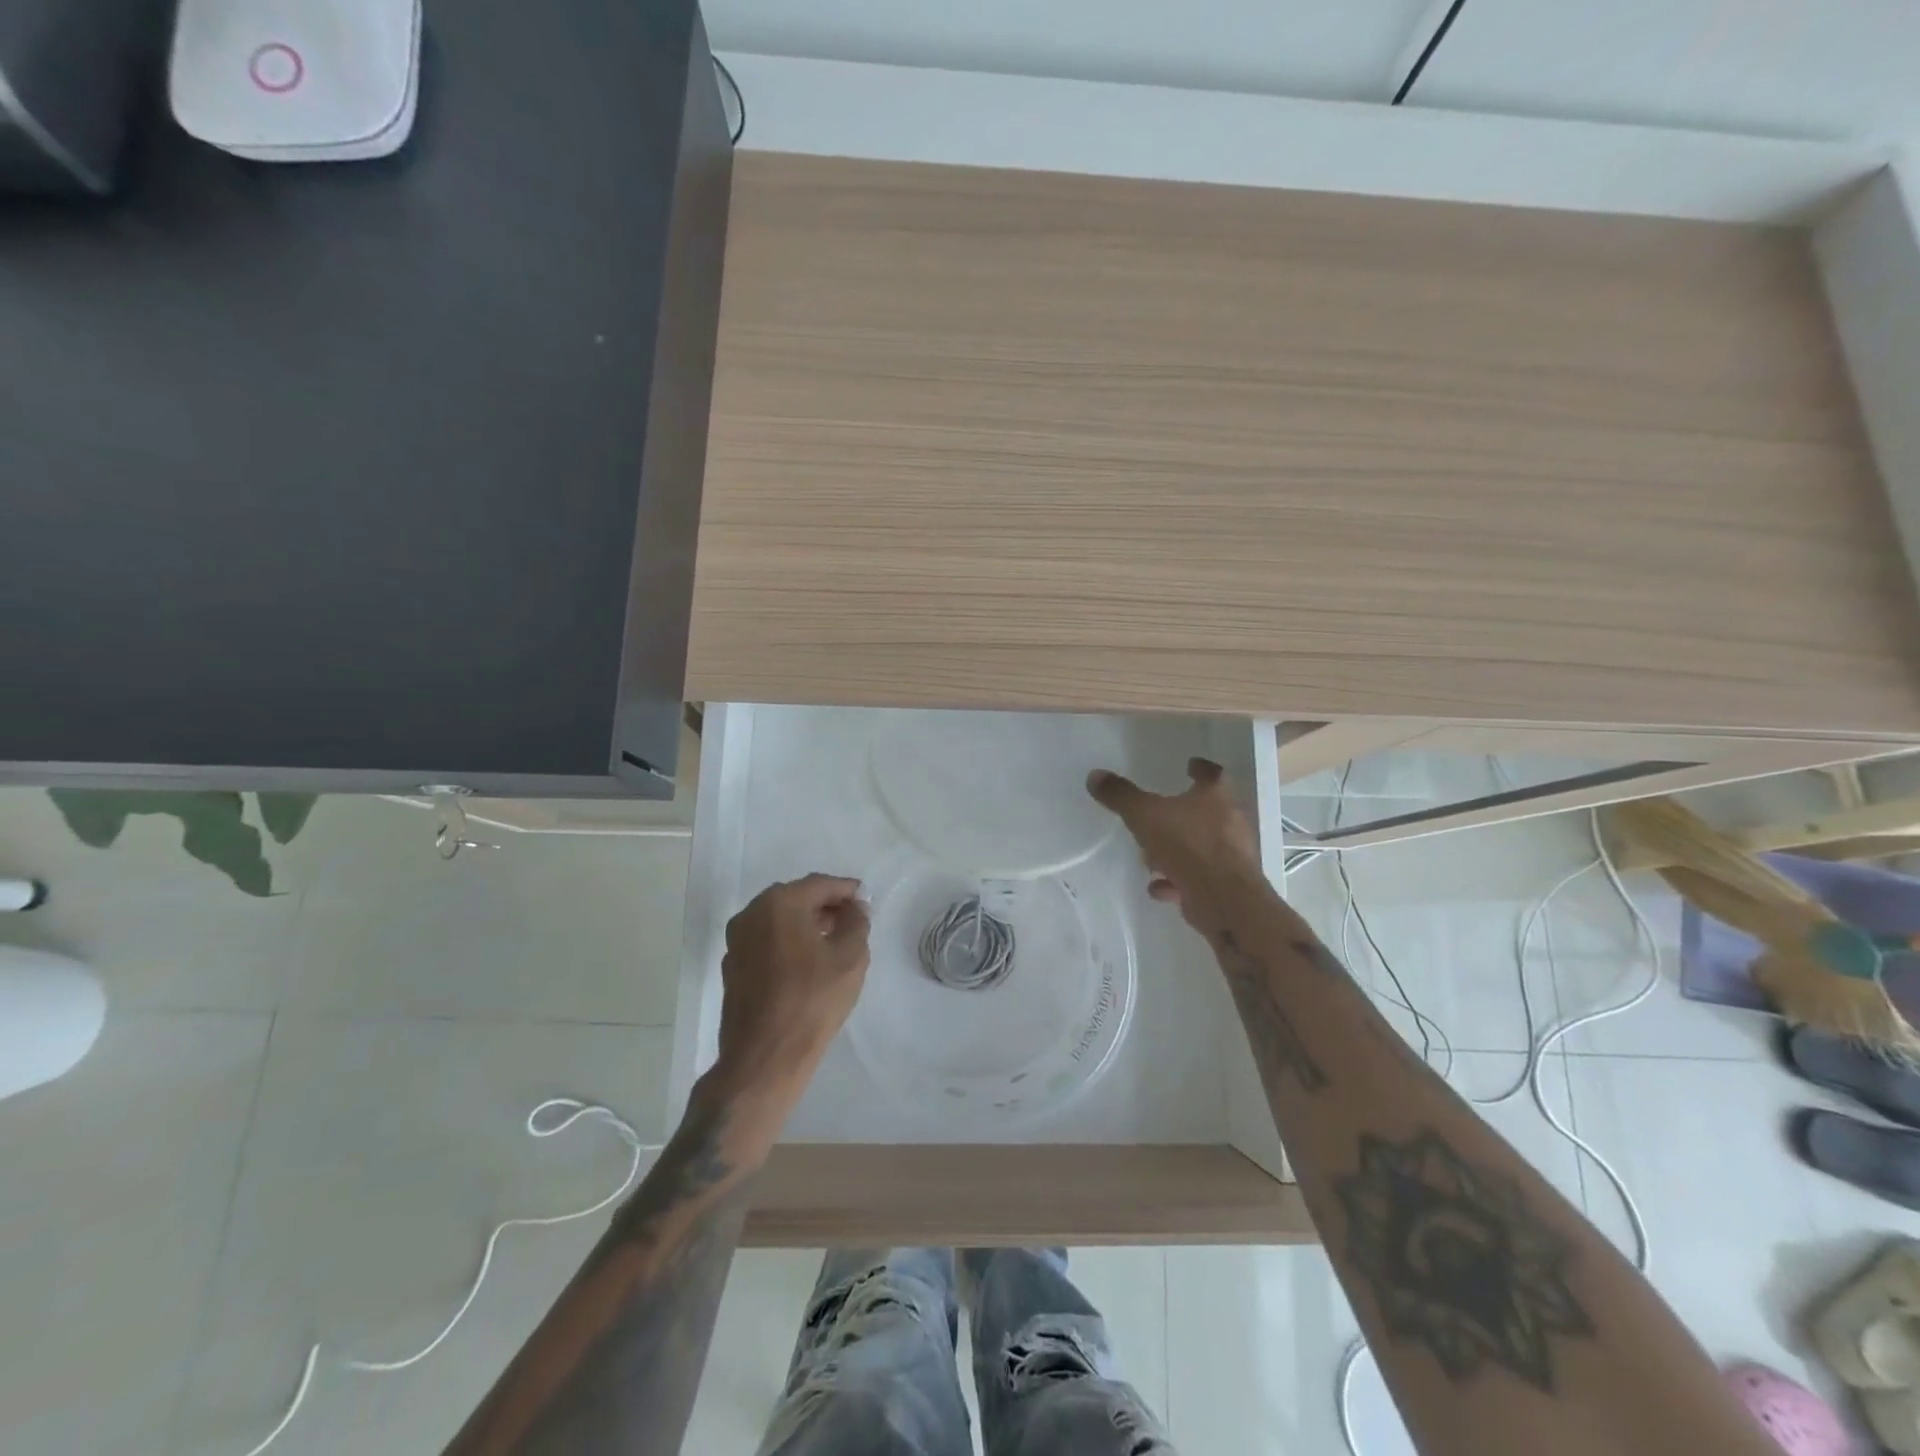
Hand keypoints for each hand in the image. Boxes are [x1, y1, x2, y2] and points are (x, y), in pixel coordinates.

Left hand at [704, 874, 870, 1129]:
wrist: (764, 1059)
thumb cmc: (812, 1001)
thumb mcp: (850, 957)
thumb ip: (857, 922)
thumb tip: (855, 908)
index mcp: (779, 903)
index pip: (820, 884)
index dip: (847, 890)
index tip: (866, 899)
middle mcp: (751, 914)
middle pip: (796, 898)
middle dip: (825, 905)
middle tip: (853, 918)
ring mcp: (737, 942)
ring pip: (779, 920)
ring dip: (806, 923)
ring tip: (834, 941)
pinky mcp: (733, 968)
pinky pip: (767, 942)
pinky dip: (788, 942)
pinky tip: (808, 963)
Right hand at [1087, 758, 1262, 929]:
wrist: (1225, 900)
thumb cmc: (1188, 845)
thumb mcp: (1145, 815)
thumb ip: (1121, 795)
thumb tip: (1095, 776)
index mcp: (1216, 797)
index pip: (1211, 774)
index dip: (1199, 768)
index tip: (1190, 765)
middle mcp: (1230, 822)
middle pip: (1207, 811)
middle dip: (1183, 813)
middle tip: (1160, 814)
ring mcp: (1231, 855)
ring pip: (1201, 846)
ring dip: (1178, 850)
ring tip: (1152, 857)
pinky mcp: (1226, 885)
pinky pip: (1197, 877)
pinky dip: (1178, 880)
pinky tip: (1158, 888)